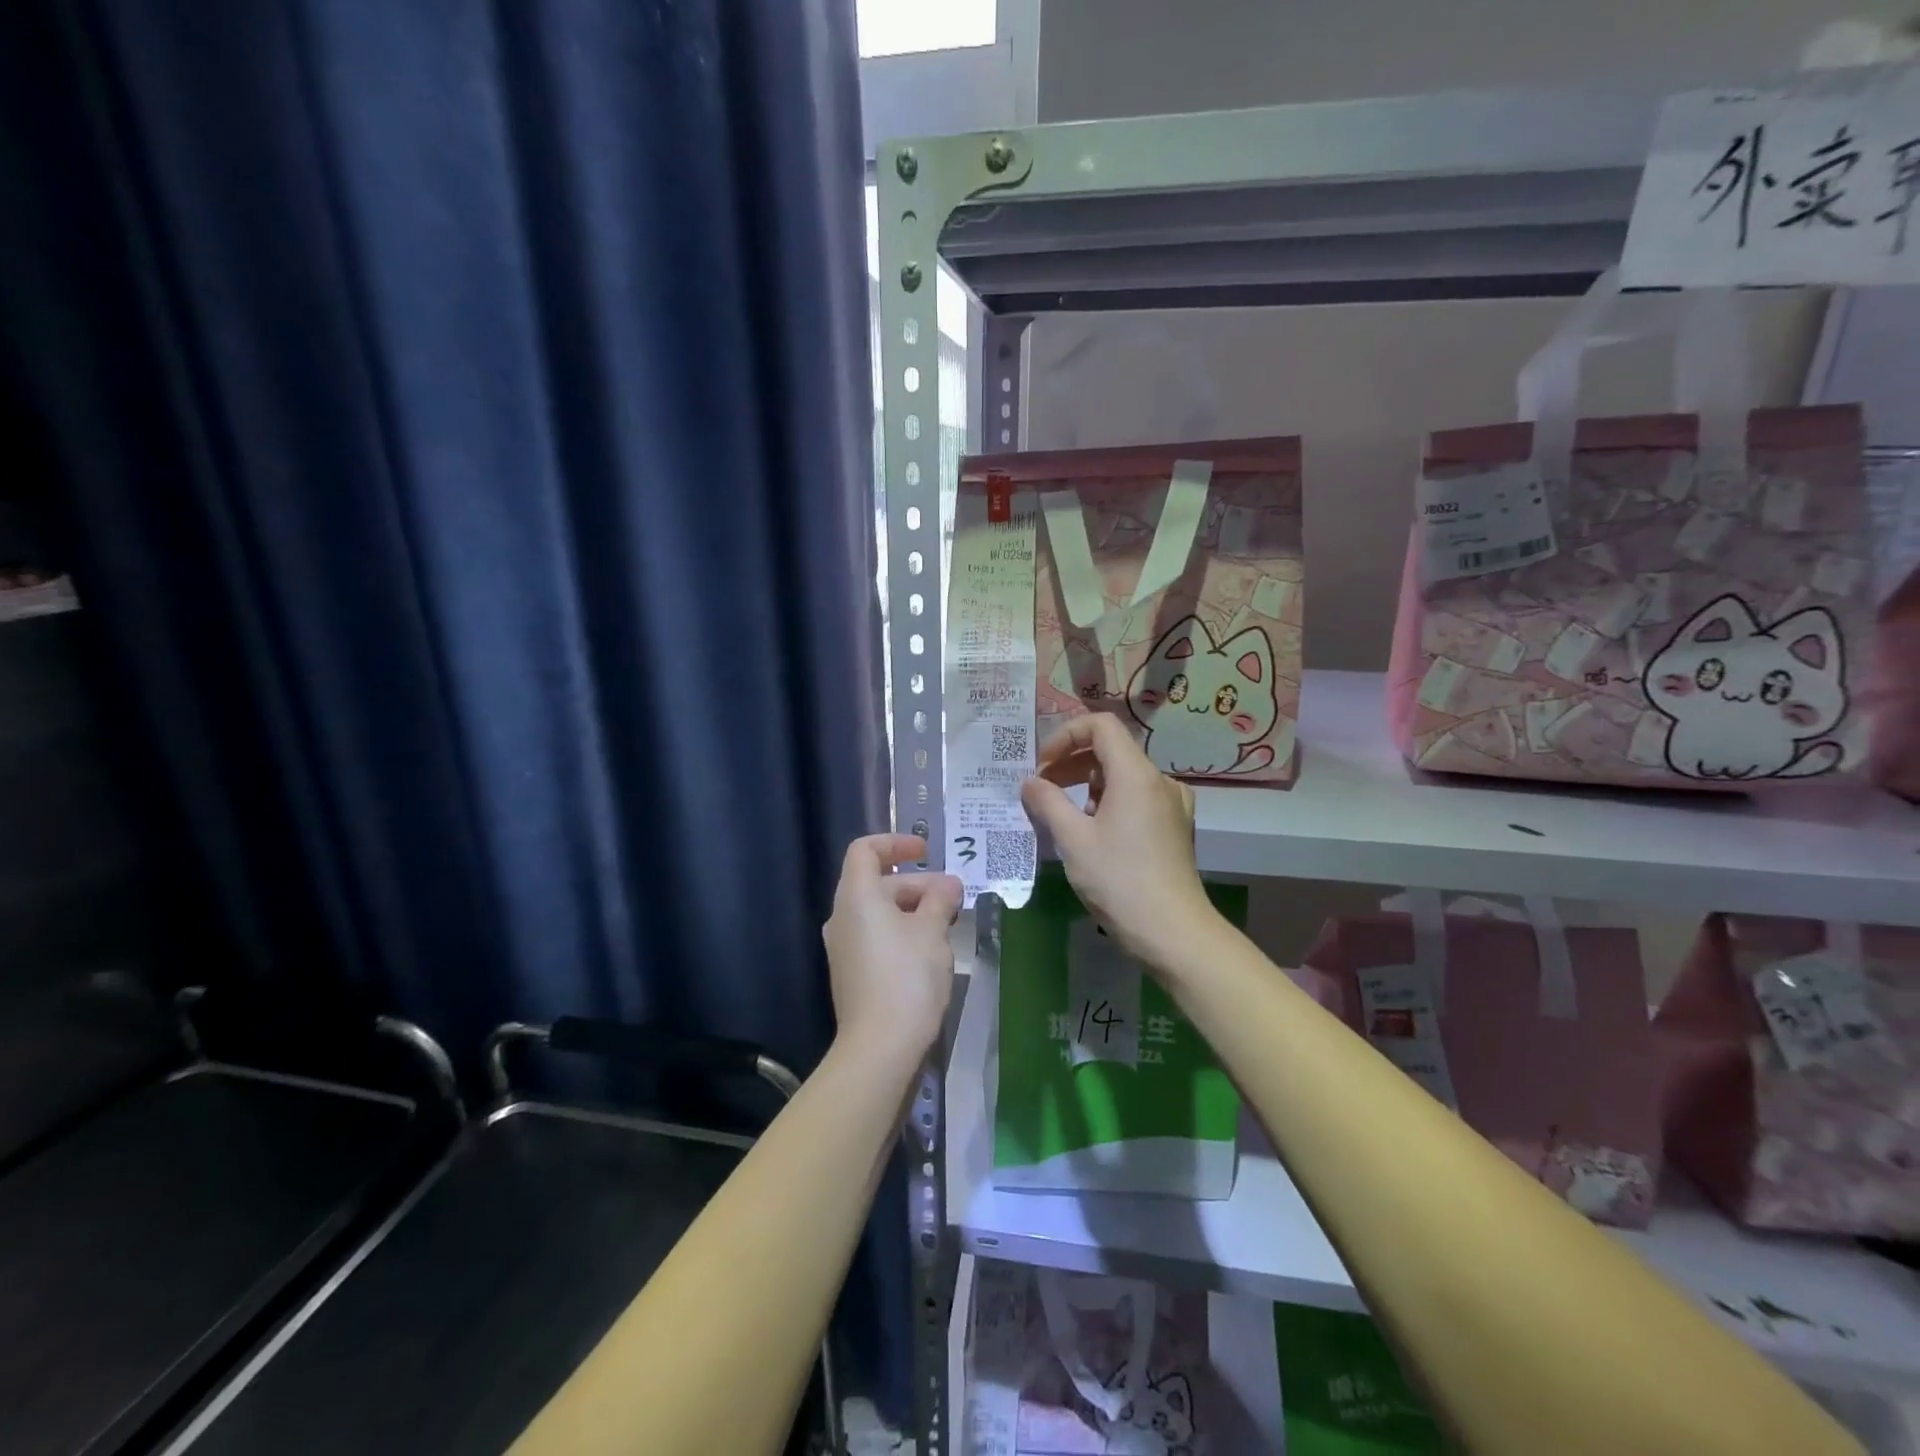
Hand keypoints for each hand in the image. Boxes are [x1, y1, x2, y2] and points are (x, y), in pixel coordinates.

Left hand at [822, 834, 961, 1065]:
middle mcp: (843, 917)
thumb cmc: (906, 977)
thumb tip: (948, 884)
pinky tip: (930, 952)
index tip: (926, 851)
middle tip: (952, 898)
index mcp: (856, 897)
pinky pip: (877, 937)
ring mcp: (844, 948)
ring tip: (947, 924)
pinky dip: (902, 932)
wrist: (879, 1048)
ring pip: (879, 912)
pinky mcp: (852, 974)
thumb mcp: (932, 931)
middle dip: (917, 883)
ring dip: (913, 910)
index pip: (865, 850)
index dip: (895, 842)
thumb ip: (939, 900)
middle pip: (877, 882)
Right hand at [1019, 714, 1217, 966]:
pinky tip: (1095, 833)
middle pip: (1112, 749)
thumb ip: (1047, 802)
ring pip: (1124, 776)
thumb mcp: (1073, 839)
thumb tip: (1030, 782)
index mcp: (1136, 774)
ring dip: (1089, 784)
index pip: (1100, 726)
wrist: (1173, 931)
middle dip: (1072, 763)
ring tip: (1065, 815)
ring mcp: (1172, 804)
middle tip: (1042, 790)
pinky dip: (1111, 802)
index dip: (1065, 736)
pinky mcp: (1175, 827)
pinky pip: (1138, 798)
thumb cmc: (1119, 881)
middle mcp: (1159, 780)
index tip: (1042, 766)